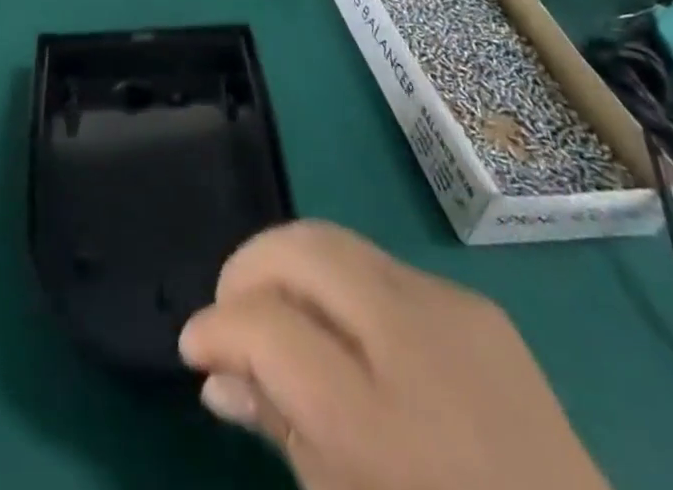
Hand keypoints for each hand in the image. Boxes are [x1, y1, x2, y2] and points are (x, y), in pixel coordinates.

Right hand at [179, 222, 606, 489]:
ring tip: (278, 314)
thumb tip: (216, 375)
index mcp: (381, 422)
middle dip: (247, 268)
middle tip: (231, 313)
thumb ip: (279, 431)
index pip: (267, 326)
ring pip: (334, 241)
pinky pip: (380, 266)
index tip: (194, 347)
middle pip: (301, 251)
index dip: (217, 326)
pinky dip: (339, 282)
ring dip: (290, 267)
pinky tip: (346, 333)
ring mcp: (453, 311)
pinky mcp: (477, 304)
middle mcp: (416, 343)